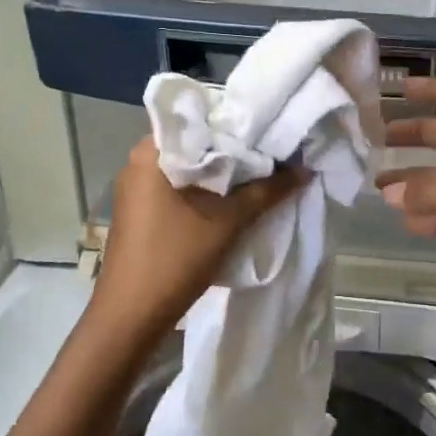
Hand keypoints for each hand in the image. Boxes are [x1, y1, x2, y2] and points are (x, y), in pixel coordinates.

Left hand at [90, 138, 306, 344]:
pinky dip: (207, 192)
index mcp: (151, 152)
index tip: (270, 130)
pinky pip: (180, 189)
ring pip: (190, 169)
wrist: (131, 317)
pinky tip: (234, 201)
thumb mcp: (228, 222)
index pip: (200, 119)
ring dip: (222, 175)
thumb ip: (267, 191)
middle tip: (274, 153)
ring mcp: (138, 189)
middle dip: (234, 151)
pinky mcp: (142, 212)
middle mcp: (139, 162)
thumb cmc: (175, 258)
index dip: (237, 123)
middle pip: (196, 145)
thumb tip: (304, 169)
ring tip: (262, 175)